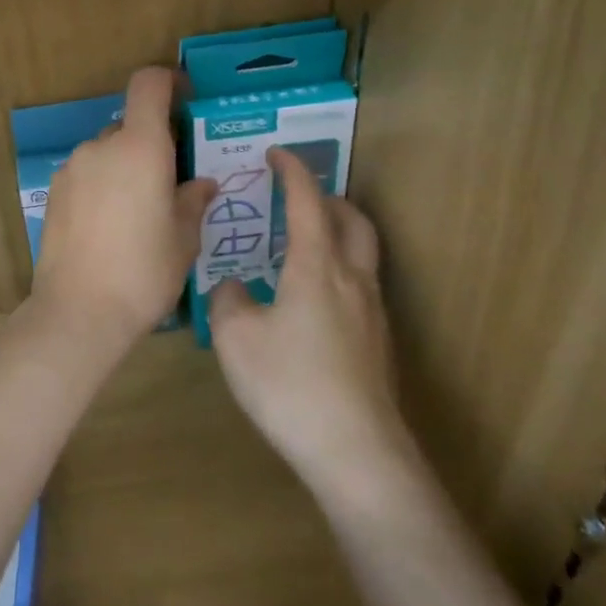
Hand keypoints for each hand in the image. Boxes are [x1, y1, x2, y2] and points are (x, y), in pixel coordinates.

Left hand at [31, 67, 216, 349]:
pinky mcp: (54, 192)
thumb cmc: (143, 272)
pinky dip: (102, 185)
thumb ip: (193, 201)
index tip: (185, 99)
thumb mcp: (184, 239)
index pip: (149, 84)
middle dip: (152, 143)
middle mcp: (101, 146)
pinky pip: (87, 174)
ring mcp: (72, 168)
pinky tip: (110, 226)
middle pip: (130, 124)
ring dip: (125, 166)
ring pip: (107, 152)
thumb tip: (202, 184)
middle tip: (171, 181)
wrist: (78, 311)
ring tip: (139, 212)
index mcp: (140, 147)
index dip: (169, 81)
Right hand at [209, 147, 410, 497]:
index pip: (307, 201)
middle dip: (328, 199)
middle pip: (353, 220)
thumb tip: (233, 286)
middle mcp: (352, 279)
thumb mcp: (235, 338)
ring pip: (363, 254)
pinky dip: (340, 271)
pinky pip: (361, 286)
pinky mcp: (378, 344)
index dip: (292, 171)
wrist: (356, 451)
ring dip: (338, 234)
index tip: (276, 154)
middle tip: (298, 198)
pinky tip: (311, 302)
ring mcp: (372, 313)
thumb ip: (228, 300)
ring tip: (304, 246)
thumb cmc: (289, 383)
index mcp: (316, 266)